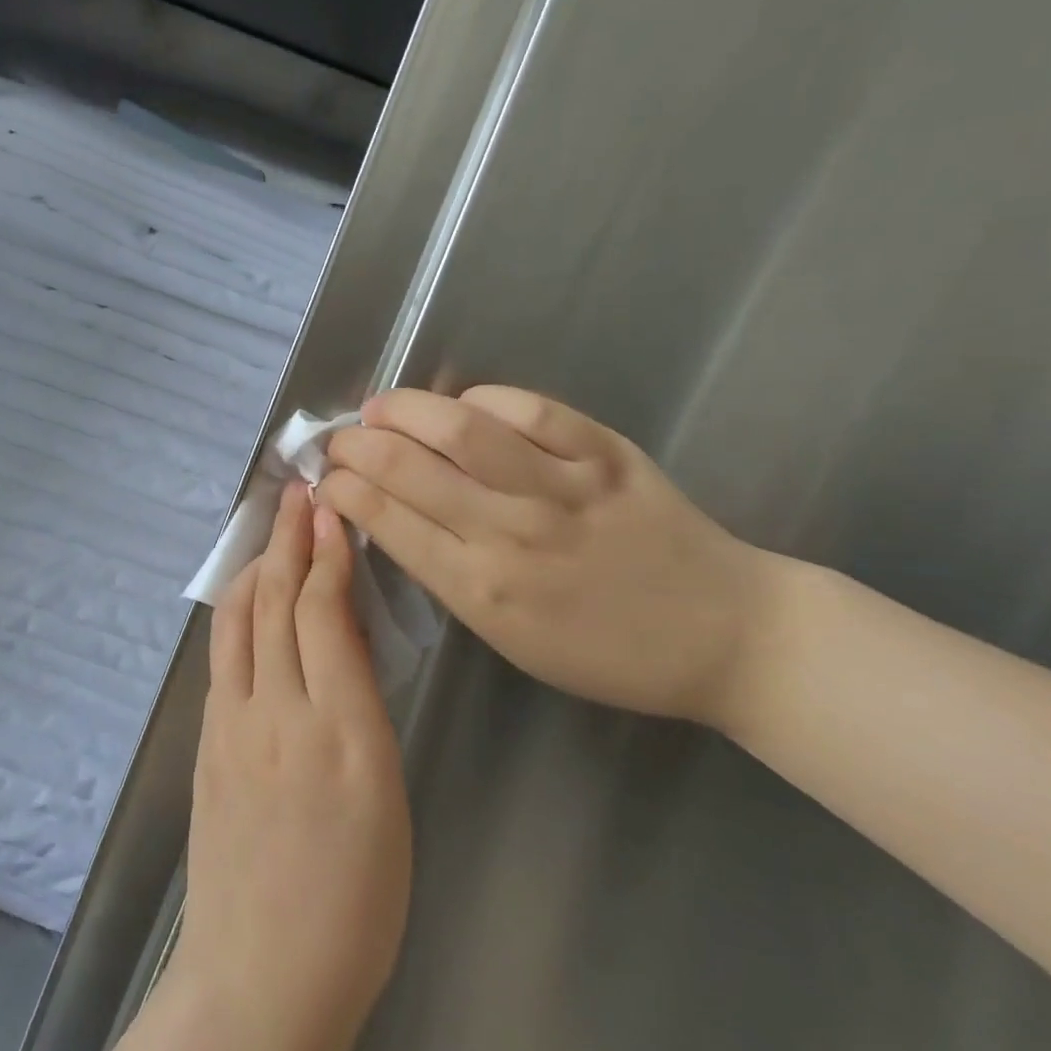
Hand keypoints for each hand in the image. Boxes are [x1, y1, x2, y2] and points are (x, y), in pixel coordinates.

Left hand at [171, 481, 411, 1050]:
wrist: (262, 977)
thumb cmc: (355, 903)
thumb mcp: (387, 797)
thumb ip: (362, 707)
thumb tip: (344, 638)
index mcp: (343, 732)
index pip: (325, 614)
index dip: (326, 554)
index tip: (330, 509)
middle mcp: (278, 714)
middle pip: (276, 603)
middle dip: (288, 540)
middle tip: (299, 494)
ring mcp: (230, 726)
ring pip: (238, 620)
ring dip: (256, 566)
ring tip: (273, 533)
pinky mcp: (205, 743)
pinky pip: (222, 656)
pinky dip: (237, 611)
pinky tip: (249, 598)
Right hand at [319, 386, 777, 727]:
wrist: (722, 635)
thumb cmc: (604, 652)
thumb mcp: (509, 636)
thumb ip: (450, 574)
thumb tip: (395, 514)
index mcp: (480, 589)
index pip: (386, 519)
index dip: (344, 487)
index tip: (328, 477)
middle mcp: (510, 532)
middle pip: (408, 467)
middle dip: (356, 444)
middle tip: (342, 439)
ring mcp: (560, 487)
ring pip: (460, 427)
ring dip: (404, 409)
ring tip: (381, 408)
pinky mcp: (604, 453)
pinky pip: (530, 409)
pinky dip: (483, 399)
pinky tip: (463, 405)